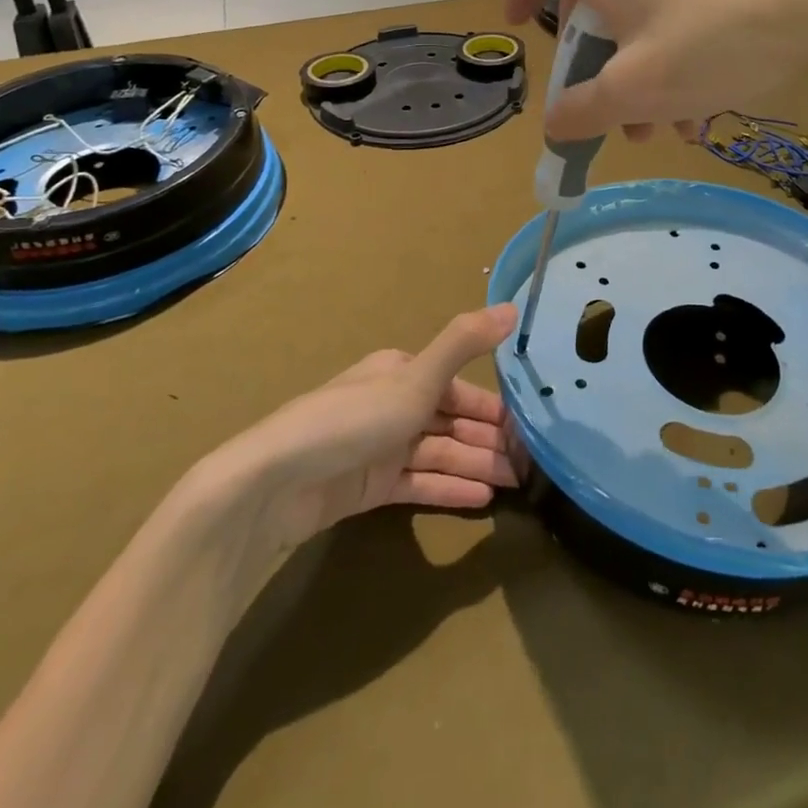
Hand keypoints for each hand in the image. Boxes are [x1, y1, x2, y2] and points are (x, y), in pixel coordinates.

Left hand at [179, 305, 521, 595]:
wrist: (277, 482)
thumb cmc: (354, 419)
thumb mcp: (416, 378)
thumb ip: (464, 344)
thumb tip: (513, 308)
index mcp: (402, 372)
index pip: (458, 388)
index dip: (493, 407)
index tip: (528, 427)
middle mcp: (394, 404)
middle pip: (452, 422)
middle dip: (490, 440)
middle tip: (530, 464)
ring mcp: (381, 447)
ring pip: (440, 453)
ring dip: (476, 465)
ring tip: (516, 485)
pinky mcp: (369, 486)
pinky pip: (420, 483)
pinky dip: (449, 487)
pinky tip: (481, 499)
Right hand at [501, 0, 807, 141]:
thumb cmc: (714, 40)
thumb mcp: (638, 90)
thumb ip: (585, 111)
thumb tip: (553, 126)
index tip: (523, 28)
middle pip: (585, 1)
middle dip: (587, 64)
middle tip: (602, 111)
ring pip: (634, 23)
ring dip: (634, 79)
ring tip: (657, 132)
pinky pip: (674, 25)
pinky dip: (672, 68)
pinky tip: (699, 117)